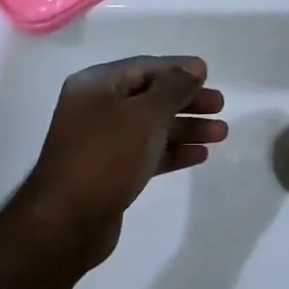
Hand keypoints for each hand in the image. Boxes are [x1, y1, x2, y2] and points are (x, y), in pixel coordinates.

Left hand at [18, 56, 227, 272]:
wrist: (67, 221)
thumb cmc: (106, 156)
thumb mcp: (145, 115)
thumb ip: (173, 88)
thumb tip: (195, 67)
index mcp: (96, 85)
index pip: (144, 67)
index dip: (178, 69)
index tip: (209, 76)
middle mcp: (96, 108)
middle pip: (150, 96)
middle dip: (186, 101)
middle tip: (220, 107)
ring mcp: (102, 141)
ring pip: (151, 126)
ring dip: (185, 128)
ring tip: (221, 133)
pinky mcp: (109, 171)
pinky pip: (147, 152)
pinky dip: (172, 151)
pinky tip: (200, 155)